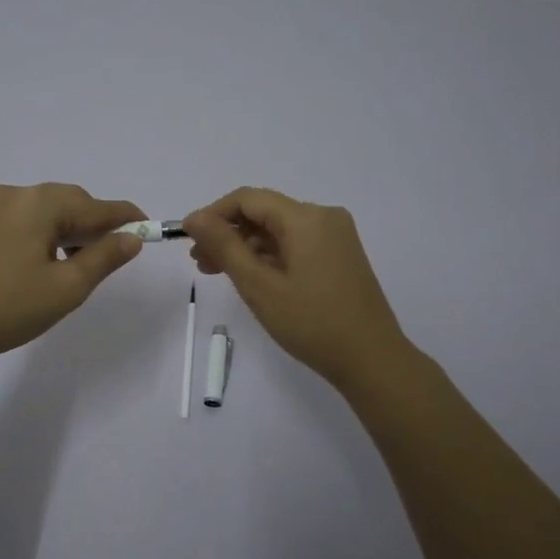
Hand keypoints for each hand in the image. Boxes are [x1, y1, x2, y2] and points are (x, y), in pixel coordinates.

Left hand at [0, 183, 146, 370]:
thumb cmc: (9, 308)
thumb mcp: (67, 287)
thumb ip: (104, 257)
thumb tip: (132, 238)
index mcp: (39, 203)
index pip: (96, 206)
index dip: (126, 218)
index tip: (149, 228)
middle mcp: (16, 194)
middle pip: (71, 202)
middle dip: (95, 225)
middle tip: (113, 255)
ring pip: (47, 211)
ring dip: (70, 230)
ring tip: (80, 264)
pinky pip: (26, 219)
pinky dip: (46, 233)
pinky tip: (49, 260)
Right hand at [181, 187, 411, 390]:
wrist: (371, 359)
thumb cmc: (311, 323)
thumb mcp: (259, 285)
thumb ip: (225, 246)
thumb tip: (195, 218)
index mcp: (307, 217)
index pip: (248, 199)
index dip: (213, 214)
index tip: (188, 238)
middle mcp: (324, 217)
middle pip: (264, 212)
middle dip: (228, 232)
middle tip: (199, 262)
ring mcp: (335, 236)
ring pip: (278, 230)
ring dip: (246, 246)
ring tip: (217, 272)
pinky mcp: (339, 255)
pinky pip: (295, 244)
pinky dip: (269, 255)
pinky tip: (250, 276)